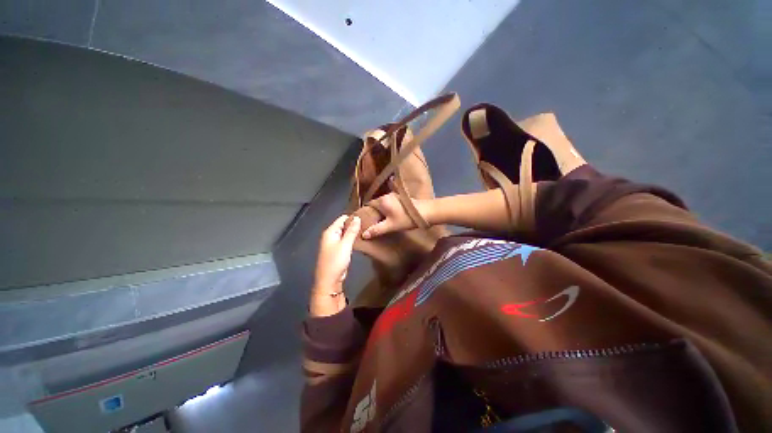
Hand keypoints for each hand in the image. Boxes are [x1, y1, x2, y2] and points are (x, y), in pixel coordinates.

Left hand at [313, 215, 359, 294]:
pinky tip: (360, 239)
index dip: (353, 217)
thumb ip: (351, 231)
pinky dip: (352, 239)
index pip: (342, 219)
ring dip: (354, 232)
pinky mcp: (338, 251)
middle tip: (368, 224)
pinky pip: (346, 240)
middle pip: (344, 225)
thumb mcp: (345, 244)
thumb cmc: (336, 261)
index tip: (365, 217)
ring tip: (366, 230)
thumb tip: (357, 217)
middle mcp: (331, 236)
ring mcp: (334, 244)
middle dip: (354, 224)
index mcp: (330, 232)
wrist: (329, 281)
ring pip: (345, 233)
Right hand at [361, 193, 430, 238]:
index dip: (365, 213)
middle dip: (373, 213)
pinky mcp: (400, 198)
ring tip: (379, 221)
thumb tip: (363, 234)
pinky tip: (389, 217)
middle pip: (375, 204)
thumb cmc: (406, 219)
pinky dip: (387, 209)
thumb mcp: (391, 226)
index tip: (364, 221)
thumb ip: (377, 230)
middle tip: (371, 223)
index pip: (368, 205)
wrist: (426, 212)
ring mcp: (394, 195)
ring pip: (383, 204)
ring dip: (381, 211)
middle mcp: (386, 195)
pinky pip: (389, 203)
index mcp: (382, 201)